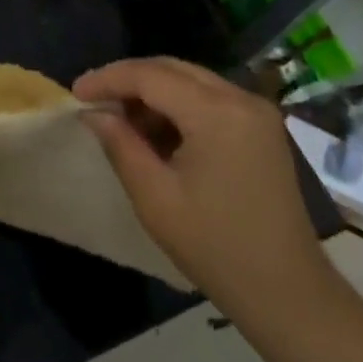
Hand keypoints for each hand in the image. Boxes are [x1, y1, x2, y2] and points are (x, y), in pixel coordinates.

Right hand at [76, 57, 338, 313]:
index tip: (76, 92)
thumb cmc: (215, 247)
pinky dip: (179, 106)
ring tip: (121, 120)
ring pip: (191, 80)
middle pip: (173, 69)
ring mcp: (257, 112)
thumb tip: (94, 113)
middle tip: (94, 101)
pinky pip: (211, 99)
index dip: (109, 79)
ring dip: (153, 92)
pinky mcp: (262, 128)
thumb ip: (121, 145)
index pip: (151, 76)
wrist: (287, 292)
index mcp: (217, 113)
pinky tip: (157, 132)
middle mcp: (241, 99)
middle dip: (129, 79)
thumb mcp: (155, 198)